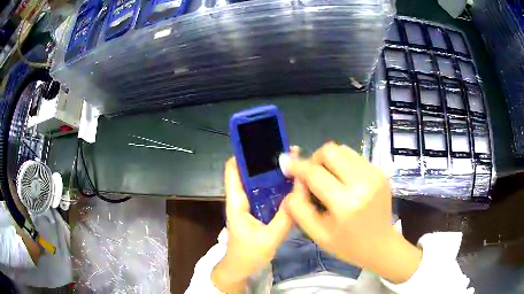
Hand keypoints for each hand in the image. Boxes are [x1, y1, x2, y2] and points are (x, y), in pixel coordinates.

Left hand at [212, 156, 296, 292]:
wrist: (239, 269)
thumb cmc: (248, 255)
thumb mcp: (269, 238)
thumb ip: (284, 217)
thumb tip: (299, 192)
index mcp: (237, 202)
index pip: (233, 170)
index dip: (243, 154)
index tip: (262, 142)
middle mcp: (241, 199)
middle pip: (249, 173)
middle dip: (266, 161)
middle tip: (288, 152)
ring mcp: (248, 206)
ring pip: (259, 183)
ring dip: (273, 174)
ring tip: (293, 164)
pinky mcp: (256, 212)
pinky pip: (265, 195)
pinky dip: (276, 187)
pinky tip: (291, 185)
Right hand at [283, 142, 421, 283]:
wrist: (380, 244)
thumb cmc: (346, 244)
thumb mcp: (316, 234)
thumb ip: (299, 207)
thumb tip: (294, 181)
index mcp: (345, 204)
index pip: (314, 173)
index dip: (297, 167)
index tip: (288, 166)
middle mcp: (362, 184)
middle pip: (330, 151)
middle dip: (315, 159)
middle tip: (312, 174)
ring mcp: (374, 175)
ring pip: (343, 150)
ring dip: (330, 160)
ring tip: (329, 177)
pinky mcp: (380, 172)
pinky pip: (355, 156)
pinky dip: (344, 163)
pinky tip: (344, 179)